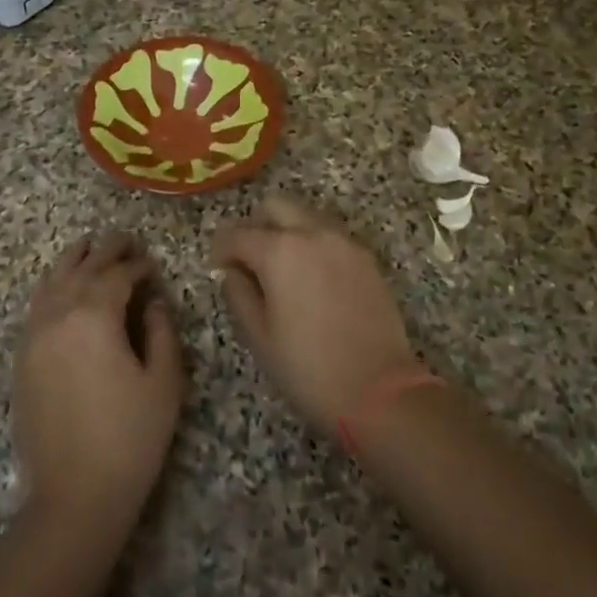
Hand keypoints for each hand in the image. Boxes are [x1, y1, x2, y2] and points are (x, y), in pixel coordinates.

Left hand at [15, 233, 184, 540]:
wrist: (75, 494)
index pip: (117, 275)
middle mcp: (58, 316)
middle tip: (124, 239)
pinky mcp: (22, 357)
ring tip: (88, 246)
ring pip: (52, 282)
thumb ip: (160, 331)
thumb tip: (151, 301)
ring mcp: (34, 335)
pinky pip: (36, 306)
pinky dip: (51, 286)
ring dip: (73, 260)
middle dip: (106, 251)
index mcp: (94, 317)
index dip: (138, 265)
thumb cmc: (131, 438)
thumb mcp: (164, 382)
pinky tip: (61, 286)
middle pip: (82, 269)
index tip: (152, 264)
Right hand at [211, 196, 419, 437]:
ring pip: (306, 216)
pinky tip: (311, 278)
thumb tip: (232, 272)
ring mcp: (344, 243)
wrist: (378, 390)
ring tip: (281, 268)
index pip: (237, 233)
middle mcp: (312, 234)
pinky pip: (331, 235)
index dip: (221, 248)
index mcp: (279, 251)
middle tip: (248, 258)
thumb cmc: (308, 367)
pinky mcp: (366, 258)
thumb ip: (239, 294)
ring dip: (287, 230)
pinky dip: (313, 243)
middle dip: (255, 225)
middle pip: (276, 206)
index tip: (217, 266)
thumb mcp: (259, 336)